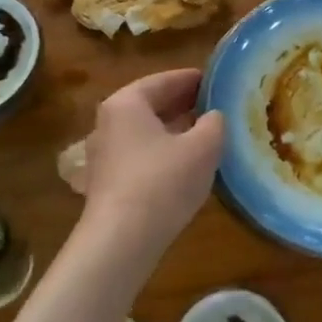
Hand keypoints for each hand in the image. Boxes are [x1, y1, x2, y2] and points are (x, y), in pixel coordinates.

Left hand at [79, 68, 223, 256]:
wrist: (121, 241)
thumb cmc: (163, 181)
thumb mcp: (204, 146)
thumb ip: (214, 123)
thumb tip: (213, 117)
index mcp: (127, 103)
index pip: (165, 80)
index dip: (194, 79)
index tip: (218, 81)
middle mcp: (108, 122)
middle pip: (151, 105)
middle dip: (184, 104)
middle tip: (216, 105)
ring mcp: (104, 154)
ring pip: (146, 132)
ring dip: (174, 130)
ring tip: (206, 134)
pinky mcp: (106, 183)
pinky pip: (140, 155)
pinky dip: (163, 152)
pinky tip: (185, 164)